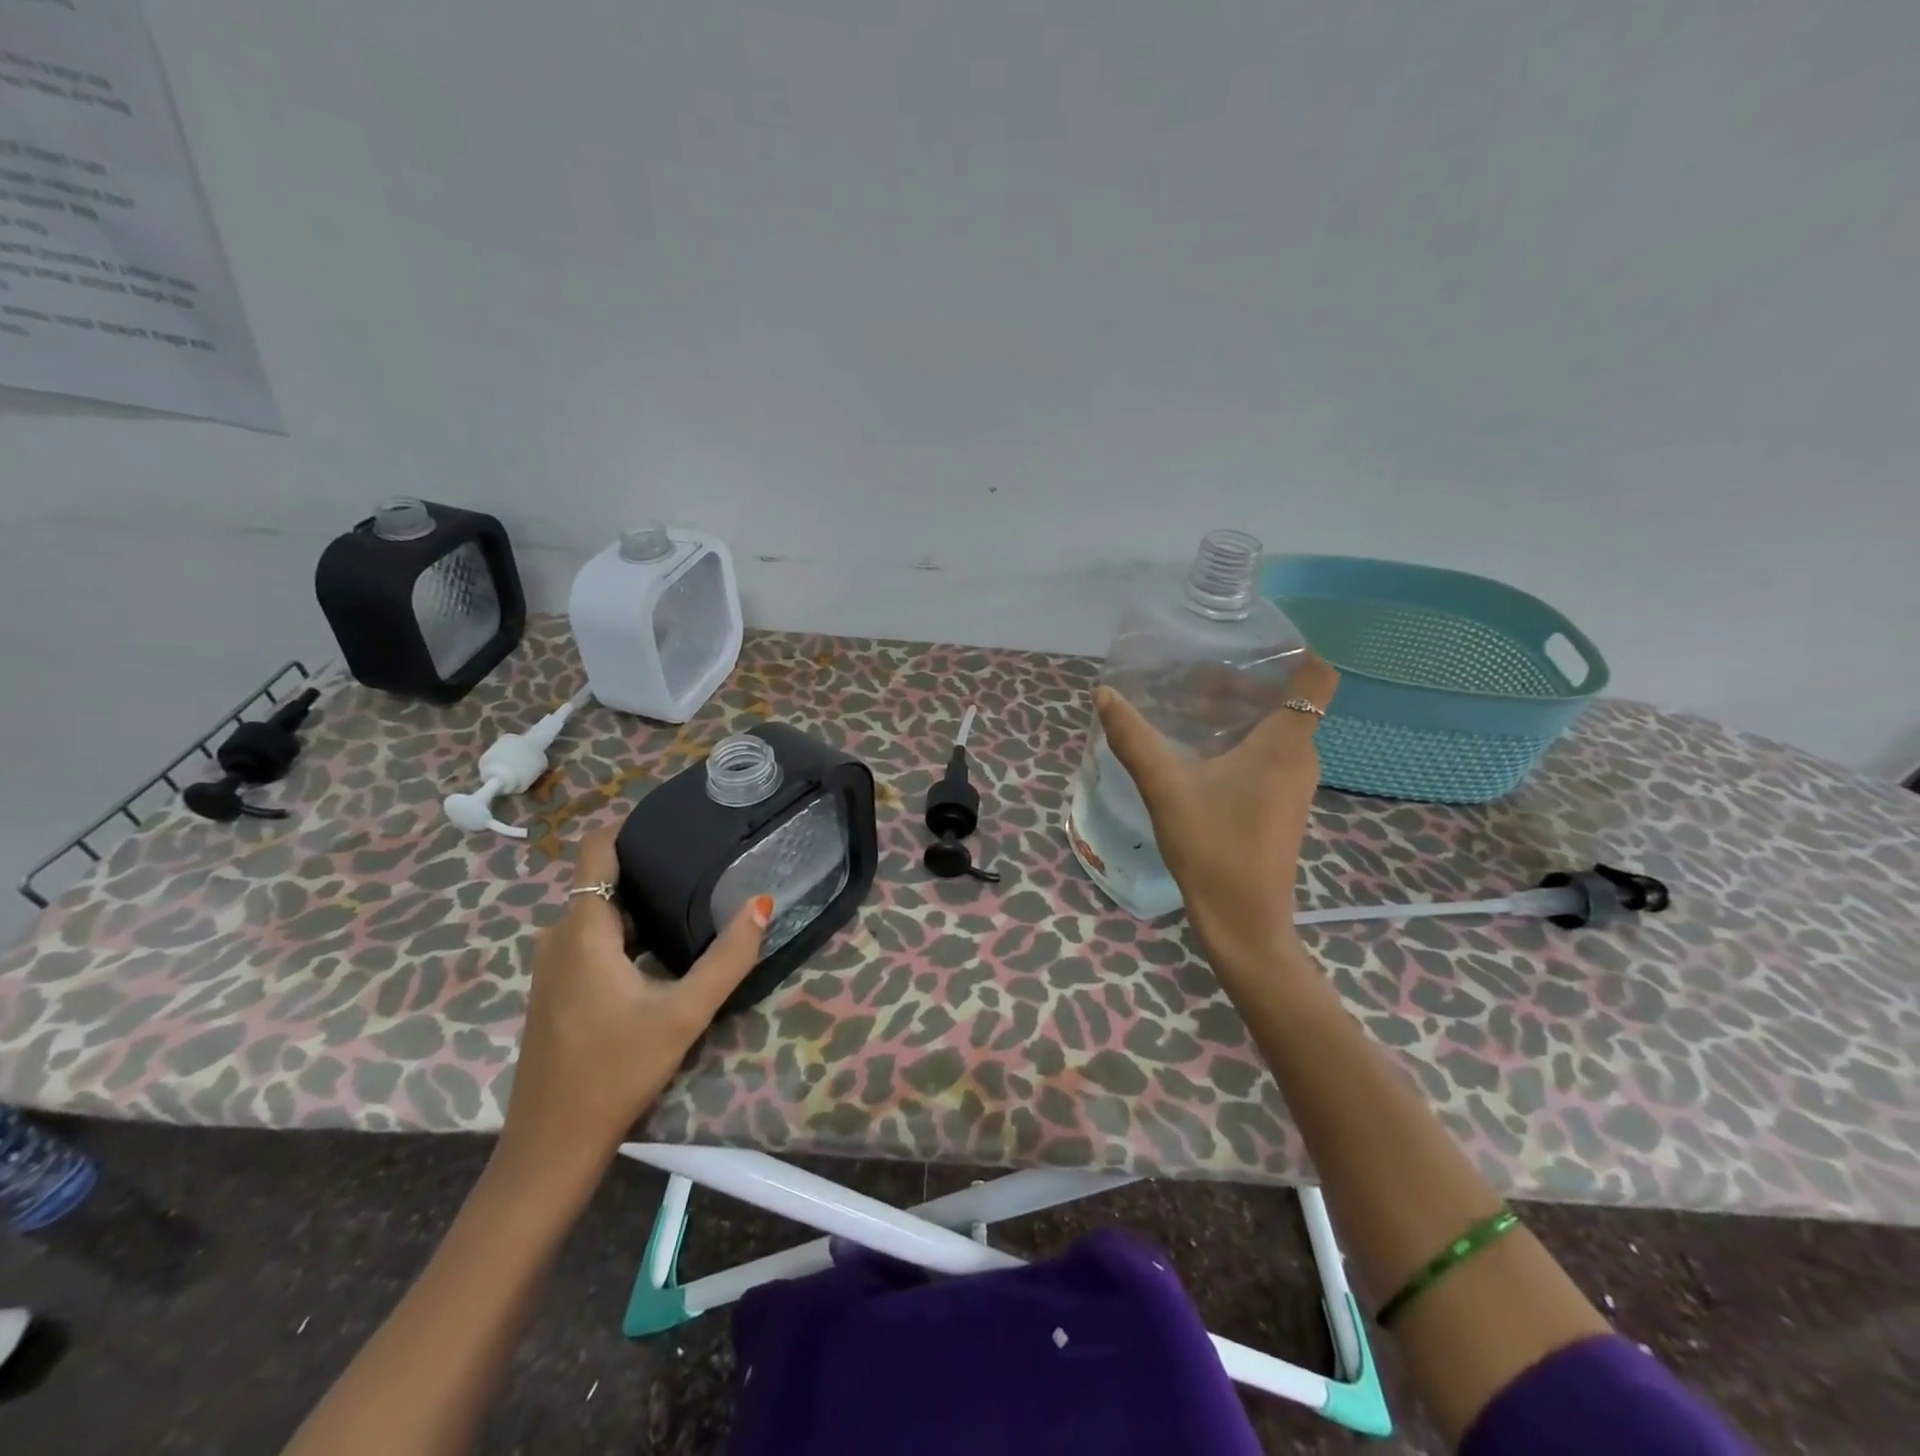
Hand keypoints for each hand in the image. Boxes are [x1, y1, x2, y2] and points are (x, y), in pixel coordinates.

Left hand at [498, 827, 769, 1175]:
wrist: (553, 1144)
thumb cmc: (617, 1070)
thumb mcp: (685, 1012)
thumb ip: (728, 957)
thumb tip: (761, 902)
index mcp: (583, 930)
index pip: (595, 850)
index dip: (630, 826)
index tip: (675, 818)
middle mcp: (559, 937)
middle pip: (602, 879)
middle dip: (647, 864)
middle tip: (702, 858)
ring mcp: (552, 965)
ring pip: (599, 912)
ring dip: (640, 900)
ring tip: (692, 895)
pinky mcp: (557, 988)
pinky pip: (592, 937)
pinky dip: (626, 929)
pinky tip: (663, 946)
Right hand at [1095, 654, 1338, 966]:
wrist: (1243, 921)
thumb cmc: (1213, 847)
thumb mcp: (1165, 787)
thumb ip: (1133, 739)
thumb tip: (1104, 695)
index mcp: (1285, 744)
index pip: (1316, 677)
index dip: (1292, 651)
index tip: (1246, 642)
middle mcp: (1299, 758)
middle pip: (1286, 699)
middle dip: (1241, 681)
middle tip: (1190, 675)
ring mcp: (1292, 784)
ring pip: (1274, 729)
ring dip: (1235, 713)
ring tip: (1185, 708)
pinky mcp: (1279, 805)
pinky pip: (1266, 755)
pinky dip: (1237, 741)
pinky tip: (1195, 751)